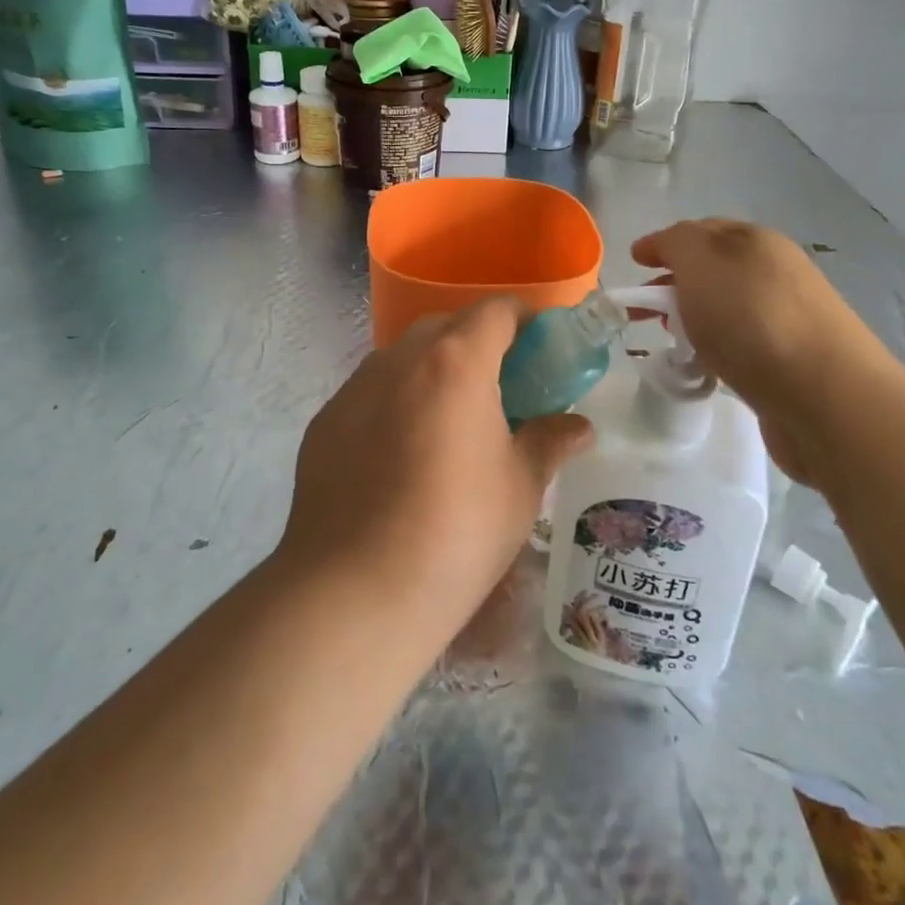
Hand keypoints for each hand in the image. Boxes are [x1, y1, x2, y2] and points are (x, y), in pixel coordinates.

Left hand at [277, 298, 592, 639]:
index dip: (525, 319)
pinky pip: (370, 393)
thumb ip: (549, 442)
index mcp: (456, 362)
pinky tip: (402, 454)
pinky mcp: (325, 422)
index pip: (496, 311)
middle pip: (446, 326)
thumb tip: (578, 427)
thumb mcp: (520, 487)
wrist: (354, 592)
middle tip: (502, 386)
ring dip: (433, 370)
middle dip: (478, 342)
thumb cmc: (457, 532)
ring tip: (451, 420)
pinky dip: (396, 402)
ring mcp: (354, 388)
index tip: (542, 346)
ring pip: (403, 357)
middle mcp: (400, 359)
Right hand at [631, 219, 894, 482]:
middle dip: (674, 282)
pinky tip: (706, 368)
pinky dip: (717, 348)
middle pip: (714, 269)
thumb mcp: (700, 261)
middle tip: (642, 308)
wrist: (825, 396)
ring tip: (670, 340)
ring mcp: (788, 318)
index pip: (701, 230)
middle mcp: (776, 272)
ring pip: (727, 308)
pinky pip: (742, 344)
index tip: (634, 263)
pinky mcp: (792, 362)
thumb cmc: (752, 318)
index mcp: (756, 241)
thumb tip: (667, 248)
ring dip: (694, 316)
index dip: (664, 243)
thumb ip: (676, 243)